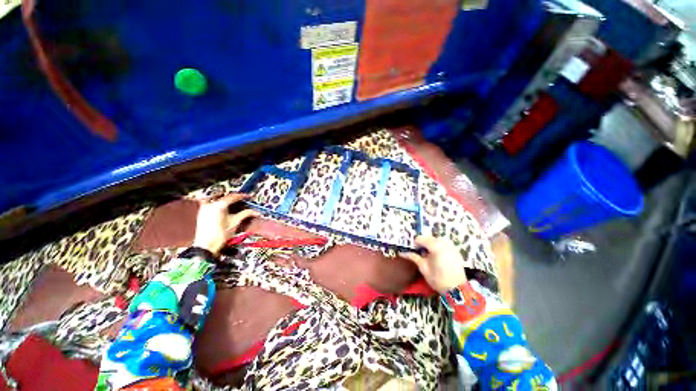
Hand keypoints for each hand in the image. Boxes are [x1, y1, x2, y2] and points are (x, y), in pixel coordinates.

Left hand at [192, 194, 259, 254]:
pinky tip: (225, 209)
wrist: (206, 246)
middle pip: (225, 196)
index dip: (243, 196)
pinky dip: (220, 204)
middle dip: (235, 198)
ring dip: (227, 200)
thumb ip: (246, 214)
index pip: (233, 196)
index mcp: (219, 205)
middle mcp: (210, 204)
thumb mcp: (236, 222)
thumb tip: (255, 211)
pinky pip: (212, 204)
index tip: (249, 197)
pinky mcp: (202, 213)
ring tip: (235, 204)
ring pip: (218, 199)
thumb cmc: (220, 235)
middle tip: (243, 200)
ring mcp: (204, 208)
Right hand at [400, 236, 467, 293]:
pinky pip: (445, 243)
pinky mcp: (456, 251)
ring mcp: (451, 247)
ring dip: (431, 243)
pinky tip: (437, 255)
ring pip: (437, 239)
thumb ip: (413, 257)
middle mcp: (444, 244)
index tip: (414, 251)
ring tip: (429, 254)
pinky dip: (439, 246)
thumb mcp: (423, 268)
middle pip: (429, 237)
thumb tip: (401, 253)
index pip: (421, 239)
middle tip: (421, 253)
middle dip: (423, 243)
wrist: (457, 290)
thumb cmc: (438, 279)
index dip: (415, 244)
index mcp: (435, 247)